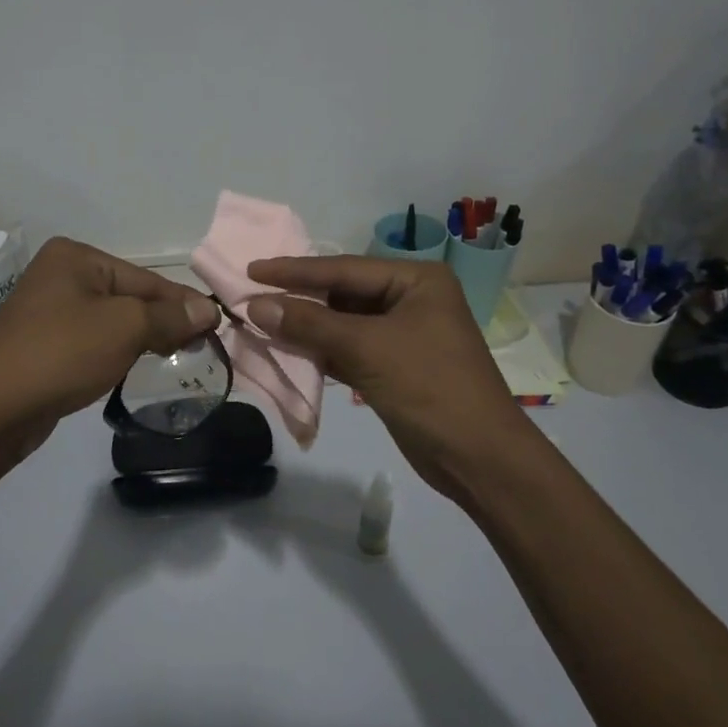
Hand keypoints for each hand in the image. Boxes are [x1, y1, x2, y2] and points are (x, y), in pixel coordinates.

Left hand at [0, 238, 216, 462]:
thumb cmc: (62, 353)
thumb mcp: (125, 328)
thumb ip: (170, 317)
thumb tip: (208, 310)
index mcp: (75, 256)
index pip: (145, 278)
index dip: (183, 304)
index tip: (216, 326)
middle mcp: (59, 274)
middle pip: (129, 296)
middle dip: (163, 321)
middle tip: (199, 346)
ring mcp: (47, 309)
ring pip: (111, 320)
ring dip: (142, 337)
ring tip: (174, 356)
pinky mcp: (42, 343)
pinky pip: (92, 339)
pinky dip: (115, 351)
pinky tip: (133, 365)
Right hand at [245, 255, 524, 506]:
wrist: (478, 458)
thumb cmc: (429, 387)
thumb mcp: (367, 349)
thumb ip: (310, 324)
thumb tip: (255, 306)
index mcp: (416, 280)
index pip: (344, 269)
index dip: (295, 270)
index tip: (252, 268)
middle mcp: (410, 300)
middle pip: (342, 293)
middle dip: (298, 298)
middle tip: (249, 294)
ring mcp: (403, 334)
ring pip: (342, 323)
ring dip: (305, 326)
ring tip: (259, 320)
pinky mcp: (393, 366)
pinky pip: (348, 349)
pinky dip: (319, 350)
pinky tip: (286, 349)